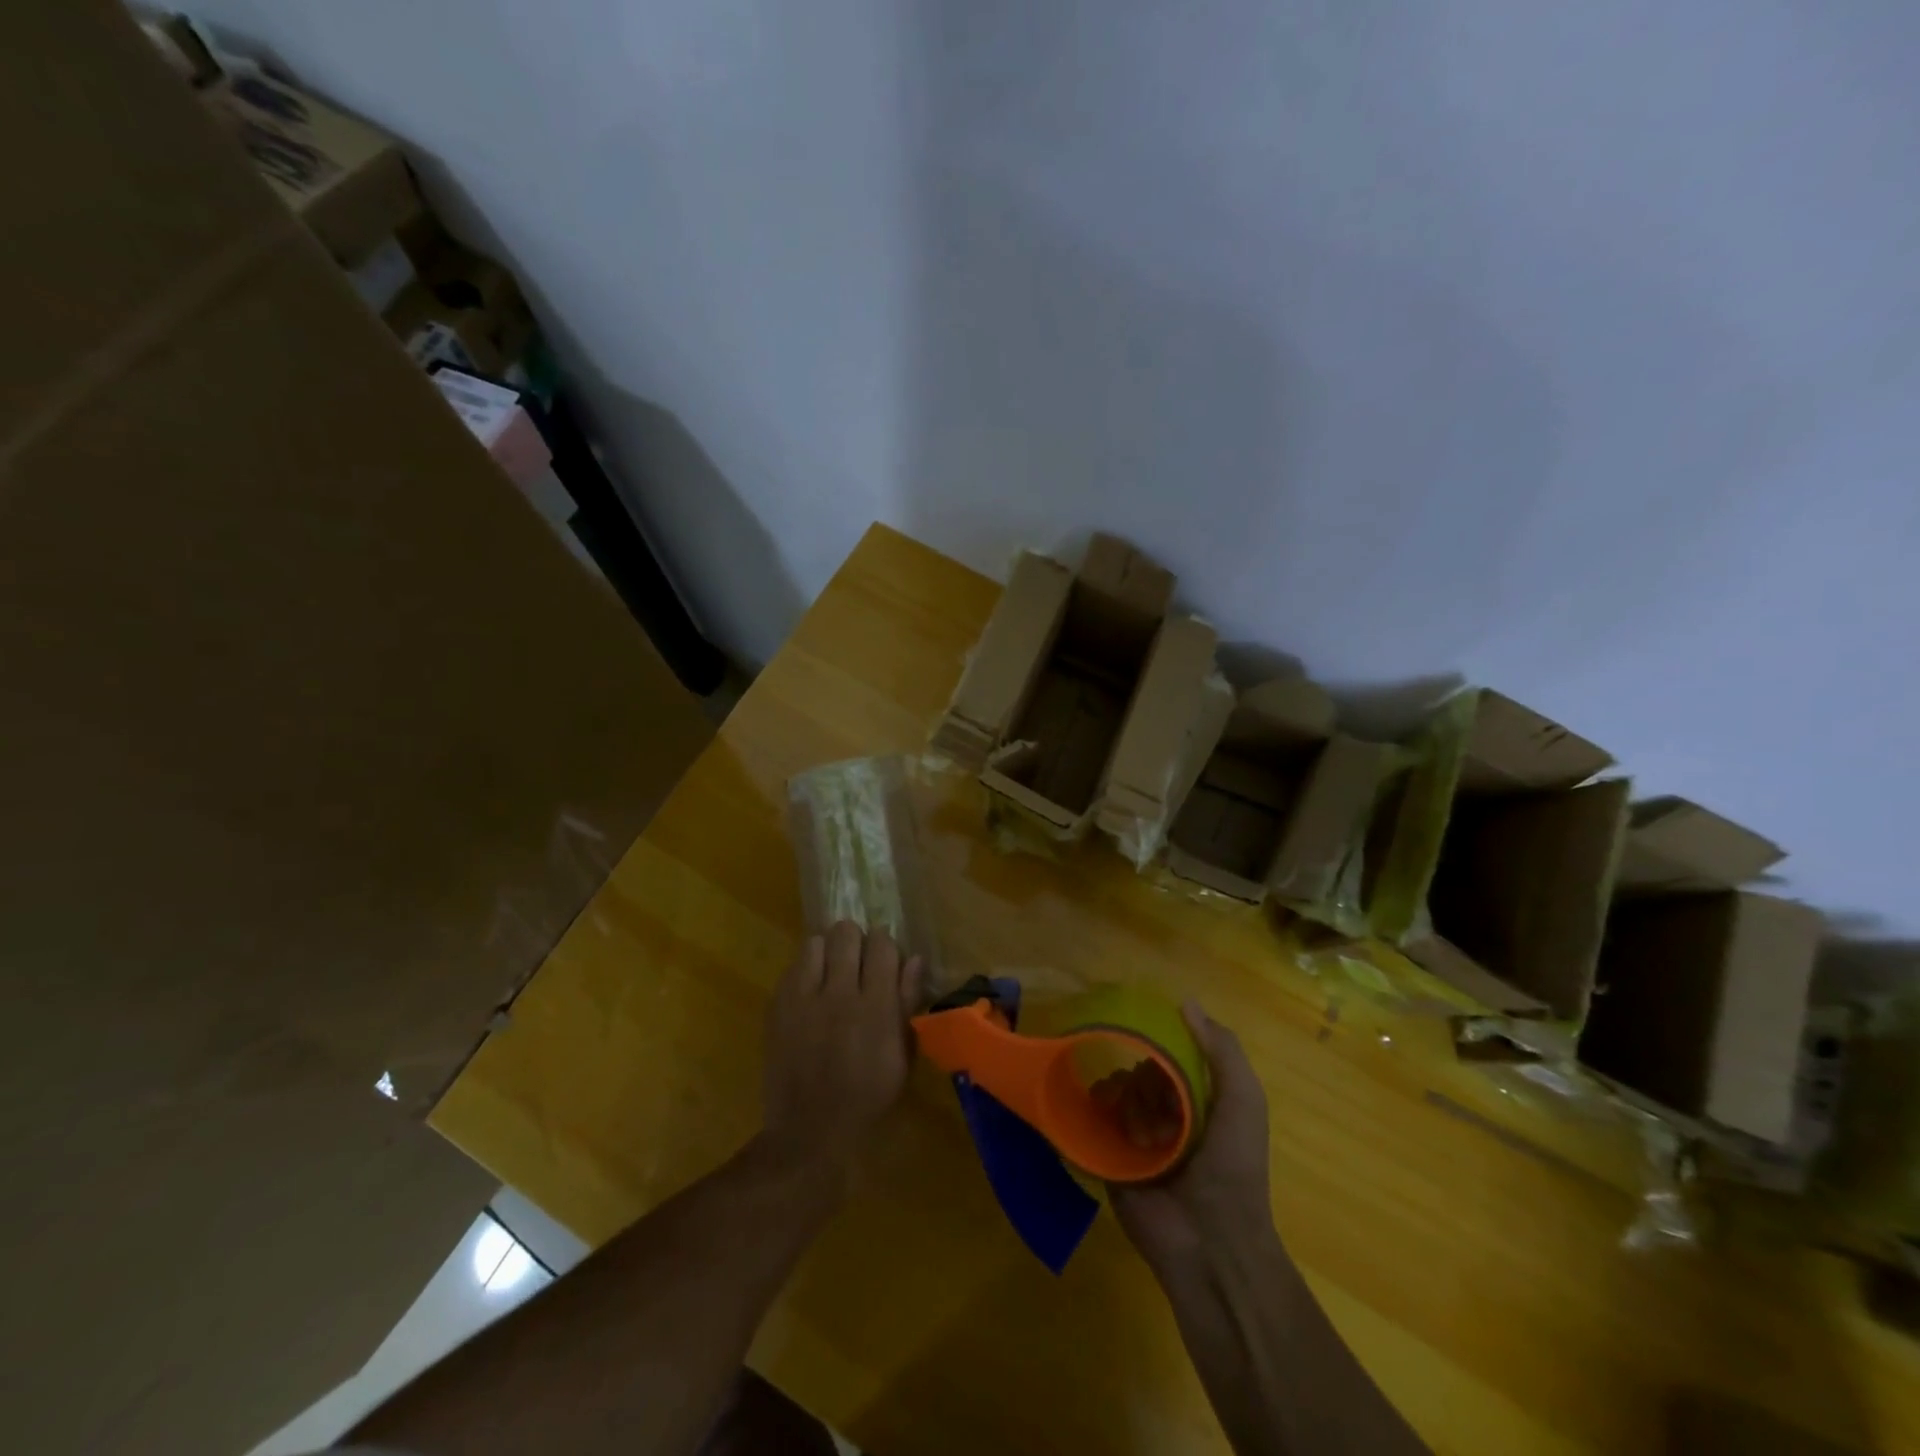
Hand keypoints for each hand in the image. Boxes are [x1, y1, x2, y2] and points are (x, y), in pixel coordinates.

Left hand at [761, 921, 920, 1172]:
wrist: (809, 1130)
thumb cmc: (867, 1096)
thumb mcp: (901, 1056)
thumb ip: (907, 1002)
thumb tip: (915, 959)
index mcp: (876, 1006)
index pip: (882, 944)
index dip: (884, 947)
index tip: (883, 960)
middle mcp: (839, 993)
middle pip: (846, 933)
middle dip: (855, 941)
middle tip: (856, 963)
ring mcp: (803, 998)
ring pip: (815, 942)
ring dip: (826, 952)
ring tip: (830, 973)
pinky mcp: (778, 1006)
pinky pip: (792, 967)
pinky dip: (804, 972)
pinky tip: (810, 994)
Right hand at [1107, 1001, 1276, 1277]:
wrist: (1210, 1243)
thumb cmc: (1232, 1167)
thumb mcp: (1243, 1100)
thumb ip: (1222, 1050)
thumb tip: (1185, 1002)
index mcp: (1198, 1100)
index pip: (1169, 1055)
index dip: (1163, 1048)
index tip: (1153, 1042)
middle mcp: (1165, 1114)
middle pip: (1138, 1069)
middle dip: (1144, 1078)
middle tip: (1158, 1106)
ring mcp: (1135, 1136)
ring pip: (1115, 1090)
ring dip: (1128, 1103)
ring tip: (1143, 1134)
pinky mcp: (1108, 1157)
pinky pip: (1093, 1118)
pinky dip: (1099, 1114)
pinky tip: (1112, 1126)